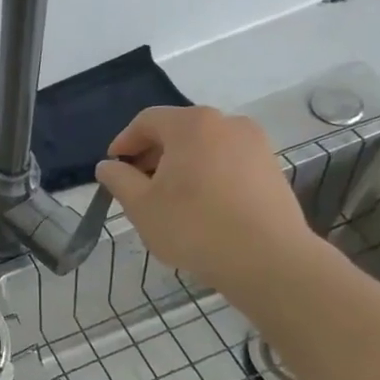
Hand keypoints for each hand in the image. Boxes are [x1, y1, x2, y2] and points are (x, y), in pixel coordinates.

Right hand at [95, 105, 320, 293]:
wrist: (268, 258)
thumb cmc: (194, 226)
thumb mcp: (140, 205)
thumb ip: (118, 179)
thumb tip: (108, 166)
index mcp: (191, 125)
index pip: (147, 121)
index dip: (124, 142)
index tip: (113, 168)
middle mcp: (227, 123)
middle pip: (178, 130)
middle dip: (152, 154)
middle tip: (137, 186)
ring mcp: (255, 144)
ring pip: (204, 146)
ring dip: (180, 165)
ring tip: (168, 199)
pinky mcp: (271, 168)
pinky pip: (227, 161)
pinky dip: (207, 174)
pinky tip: (200, 206)